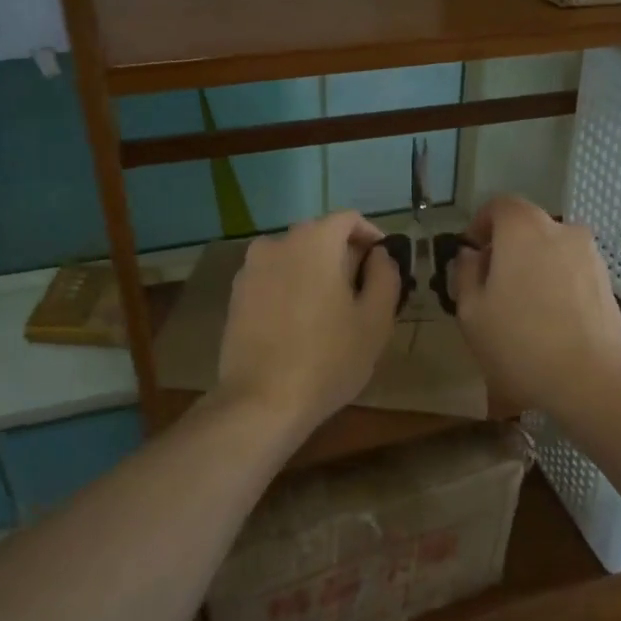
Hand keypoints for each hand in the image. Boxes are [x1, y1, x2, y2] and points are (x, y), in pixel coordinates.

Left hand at [217, 211, 401, 433]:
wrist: (261, 401)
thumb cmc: (328, 358)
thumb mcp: (375, 320)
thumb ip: (385, 276)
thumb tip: (379, 256)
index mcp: (314, 241)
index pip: (349, 219)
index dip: (371, 237)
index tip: (383, 264)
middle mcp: (277, 243)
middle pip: (319, 236)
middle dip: (343, 256)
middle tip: (362, 293)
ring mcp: (250, 269)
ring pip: (294, 258)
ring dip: (315, 273)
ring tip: (331, 311)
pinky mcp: (236, 295)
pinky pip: (273, 279)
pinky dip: (291, 289)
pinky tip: (300, 324)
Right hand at [452, 195, 620, 413]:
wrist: (591, 380)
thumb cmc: (520, 343)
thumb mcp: (472, 312)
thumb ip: (465, 274)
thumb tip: (471, 256)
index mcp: (524, 229)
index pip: (500, 205)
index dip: (481, 223)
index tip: (472, 252)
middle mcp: (561, 230)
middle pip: (527, 226)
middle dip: (507, 246)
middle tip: (491, 283)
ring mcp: (589, 255)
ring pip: (552, 248)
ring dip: (533, 265)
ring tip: (521, 305)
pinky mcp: (606, 281)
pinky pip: (571, 269)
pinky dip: (556, 282)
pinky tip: (549, 318)